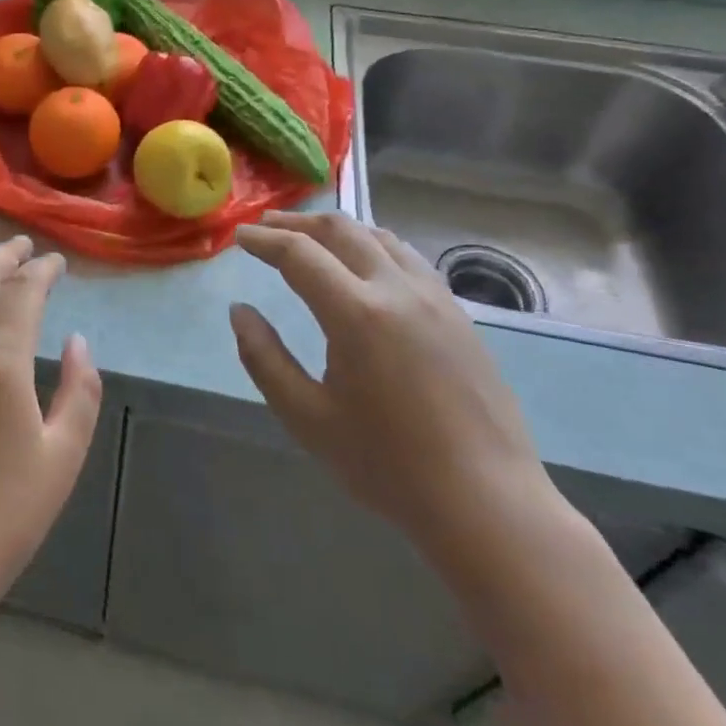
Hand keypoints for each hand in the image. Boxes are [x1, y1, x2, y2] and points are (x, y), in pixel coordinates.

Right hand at [231, 211, 551, 558]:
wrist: (487, 502)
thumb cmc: (388, 466)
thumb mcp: (307, 418)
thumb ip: (264, 359)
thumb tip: (239, 312)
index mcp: (358, 314)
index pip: (300, 254)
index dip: (264, 241)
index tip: (239, 237)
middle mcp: (398, 290)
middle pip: (341, 230)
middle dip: (296, 223)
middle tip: (265, 227)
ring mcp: (435, 298)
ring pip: (379, 237)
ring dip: (337, 229)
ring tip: (309, 237)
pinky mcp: (459, 314)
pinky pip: (407, 258)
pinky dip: (372, 245)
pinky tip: (364, 265)